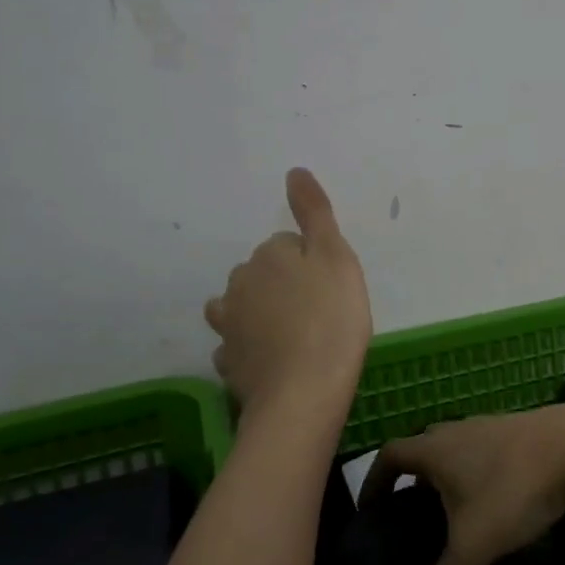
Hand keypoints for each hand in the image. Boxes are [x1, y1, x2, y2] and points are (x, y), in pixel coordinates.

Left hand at [204, 168, 371, 425]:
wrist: (304, 393)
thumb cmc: (331, 319)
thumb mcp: (336, 257)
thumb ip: (314, 213)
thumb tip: (294, 172)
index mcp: (266, 256)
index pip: (287, 244)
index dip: (312, 262)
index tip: (331, 286)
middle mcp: (239, 284)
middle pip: (263, 274)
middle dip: (285, 285)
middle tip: (320, 311)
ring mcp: (229, 326)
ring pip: (243, 307)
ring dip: (260, 314)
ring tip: (292, 336)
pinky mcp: (229, 362)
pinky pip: (239, 345)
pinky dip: (253, 348)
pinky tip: (274, 362)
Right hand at [361, 403, 564, 564]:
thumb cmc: (514, 489)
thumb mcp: (473, 549)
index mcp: (435, 448)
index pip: (389, 455)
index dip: (374, 481)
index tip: (371, 513)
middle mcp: (458, 430)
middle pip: (423, 451)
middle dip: (412, 483)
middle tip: (412, 526)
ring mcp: (493, 426)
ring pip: (458, 450)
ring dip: (450, 478)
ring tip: (456, 522)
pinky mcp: (523, 432)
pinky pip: (488, 453)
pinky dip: (482, 475)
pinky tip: (500, 507)